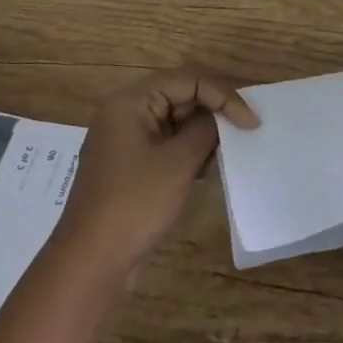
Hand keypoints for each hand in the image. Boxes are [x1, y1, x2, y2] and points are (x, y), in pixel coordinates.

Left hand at [54, 70, 259, 270]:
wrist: (91, 262)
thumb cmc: (135, 203)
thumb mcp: (178, 162)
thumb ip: (205, 130)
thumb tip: (220, 117)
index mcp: (130, 101)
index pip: (187, 80)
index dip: (223, 95)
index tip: (251, 121)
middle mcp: (125, 112)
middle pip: (179, 94)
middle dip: (214, 108)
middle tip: (247, 125)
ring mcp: (125, 139)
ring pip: (174, 119)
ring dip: (203, 129)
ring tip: (232, 145)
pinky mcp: (129, 165)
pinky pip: (165, 142)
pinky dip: (188, 148)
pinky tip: (209, 165)